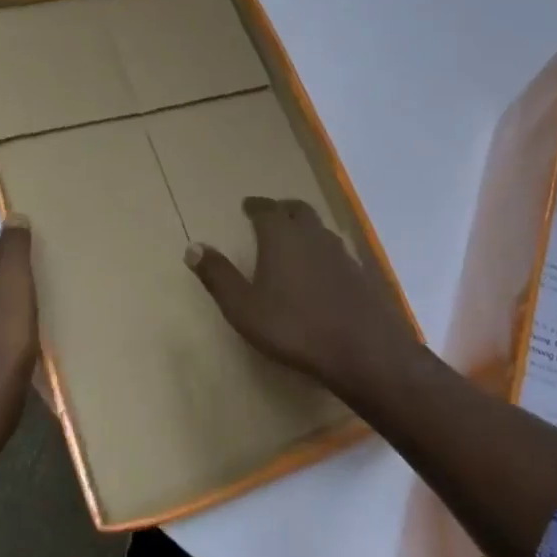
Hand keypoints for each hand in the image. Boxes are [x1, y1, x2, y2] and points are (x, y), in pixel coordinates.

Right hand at [185, 197, 413, 395]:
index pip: (266, 209)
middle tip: (272, 214)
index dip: (255, 206)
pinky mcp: (362, 273)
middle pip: (297, 210)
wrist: (364, 351)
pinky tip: (323, 269)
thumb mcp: (244, 308)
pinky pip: (338, 250)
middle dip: (282, 209)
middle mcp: (313, 235)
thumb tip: (192, 247)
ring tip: (295, 238)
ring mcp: (342, 252)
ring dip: (305, 227)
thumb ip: (218, 276)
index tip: (247, 206)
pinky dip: (324, 250)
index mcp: (282, 236)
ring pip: (320, 228)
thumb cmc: (295, 328)